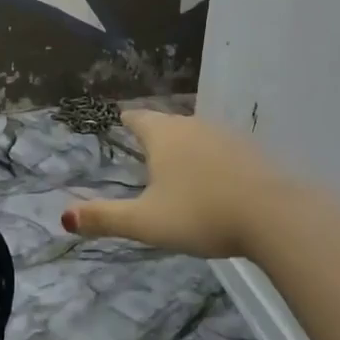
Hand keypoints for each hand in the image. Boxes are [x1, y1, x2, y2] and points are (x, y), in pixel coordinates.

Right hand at [61, 110, 294, 258]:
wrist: (275, 215)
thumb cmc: (201, 214)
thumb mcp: (146, 222)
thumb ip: (106, 218)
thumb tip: (64, 216)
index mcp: (164, 137)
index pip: (139, 119)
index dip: (128, 120)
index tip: (122, 118)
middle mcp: (194, 127)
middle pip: (169, 124)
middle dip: (156, 132)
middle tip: (146, 143)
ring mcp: (228, 137)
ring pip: (198, 135)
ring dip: (187, 145)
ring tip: (179, 162)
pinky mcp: (255, 154)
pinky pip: (225, 150)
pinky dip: (214, 160)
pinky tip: (218, 178)